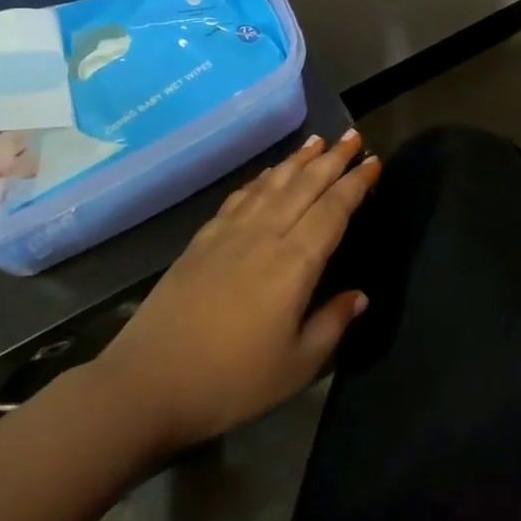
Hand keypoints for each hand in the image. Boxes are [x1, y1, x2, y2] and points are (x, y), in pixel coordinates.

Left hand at [97, 130, 382, 453]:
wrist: (147, 383)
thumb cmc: (231, 381)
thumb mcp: (297, 366)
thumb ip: (332, 324)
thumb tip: (359, 296)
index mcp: (294, 264)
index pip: (333, 211)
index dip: (356, 184)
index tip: (374, 161)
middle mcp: (264, 236)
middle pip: (304, 186)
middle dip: (332, 159)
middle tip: (352, 136)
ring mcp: (228, 234)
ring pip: (271, 185)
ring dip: (297, 161)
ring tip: (316, 141)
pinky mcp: (201, 242)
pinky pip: (239, 198)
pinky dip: (260, 180)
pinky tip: (267, 175)